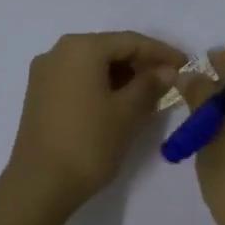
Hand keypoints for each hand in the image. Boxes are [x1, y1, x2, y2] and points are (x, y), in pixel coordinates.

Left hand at [4, 31, 186, 211]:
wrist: (40, 183)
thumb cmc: (89, 143)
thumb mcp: (127, 113)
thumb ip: (150, 85)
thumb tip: (166, 70)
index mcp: (81, 48)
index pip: (130, 41)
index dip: (161, 52)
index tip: (185, 64)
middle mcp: (58, 52)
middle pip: (108, 49)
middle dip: (140, 63)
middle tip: (168, 80)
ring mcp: (44, 73)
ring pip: (91, 65)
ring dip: (121, 75)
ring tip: (148, 94)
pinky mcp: (39, 94)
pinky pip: (77, 79)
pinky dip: (100, 85)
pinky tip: (119, 102)